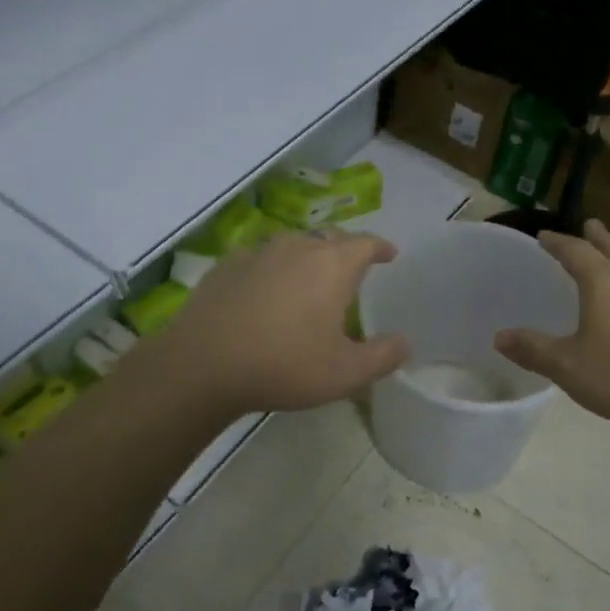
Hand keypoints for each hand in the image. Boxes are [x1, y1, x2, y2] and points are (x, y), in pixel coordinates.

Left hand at [147, 230, 409, 416]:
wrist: (203, 364)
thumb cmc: (285, 365)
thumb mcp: (345, 373)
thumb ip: (382, 356)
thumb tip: (405, 343)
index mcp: (333, 265)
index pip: (366, 243)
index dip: (380, 247)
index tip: (389, 254)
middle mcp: (298, 247)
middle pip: (330, 237)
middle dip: (345, 249)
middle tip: (352, 268)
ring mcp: (258, 252)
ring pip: (293, 244)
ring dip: (307, 255)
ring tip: (309, 277)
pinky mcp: (226, 265)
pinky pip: (260, 258)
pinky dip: (272, 268)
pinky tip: (265, 289)